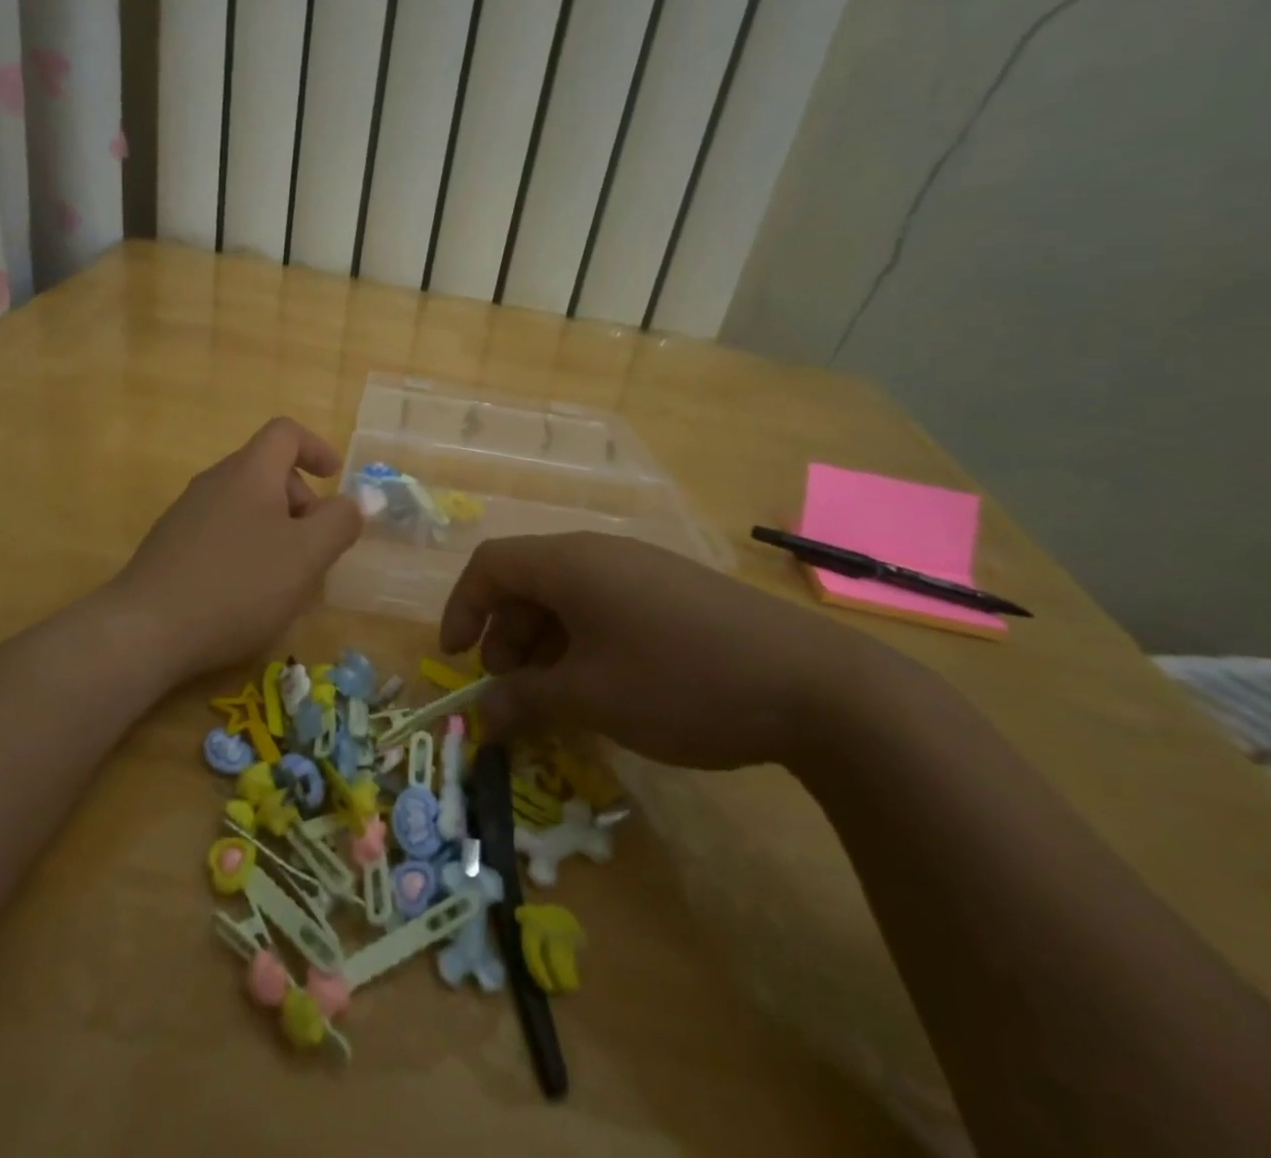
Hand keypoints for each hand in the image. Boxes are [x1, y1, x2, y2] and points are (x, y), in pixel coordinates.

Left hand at [108, 418, 362, 680]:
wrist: (145, 630)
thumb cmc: (238, 585)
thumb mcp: (307, 555)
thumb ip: (340, 522)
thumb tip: (354, 502)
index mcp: (249, 473)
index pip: (285, 433)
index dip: (316, 448)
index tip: (335, 479)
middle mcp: (214, 482)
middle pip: (267, 471)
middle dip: (301, 501)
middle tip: (315, 547)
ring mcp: (186, 514)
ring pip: (244, 505)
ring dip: (275, 529)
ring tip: (286, 577)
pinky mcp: (169, 547)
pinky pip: (221, 532)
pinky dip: (246, 548)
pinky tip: (246, 594)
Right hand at [439, 532, 902, 770]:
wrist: (814, 686)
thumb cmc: (679, 682)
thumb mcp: (590, 697)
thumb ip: (524, 701)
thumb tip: (481, 716)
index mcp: (570, 563)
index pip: (490, 564)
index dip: (462, 608)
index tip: (457, 659)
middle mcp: (600, 554)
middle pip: (527, 581)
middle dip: (504, 636)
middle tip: (511, 692)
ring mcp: (642, 571)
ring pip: (567, 598)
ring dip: (544, 645)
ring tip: (555, 699)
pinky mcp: (674, 593)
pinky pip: (605, 608)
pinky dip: (584, 644)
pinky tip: (603, 688)